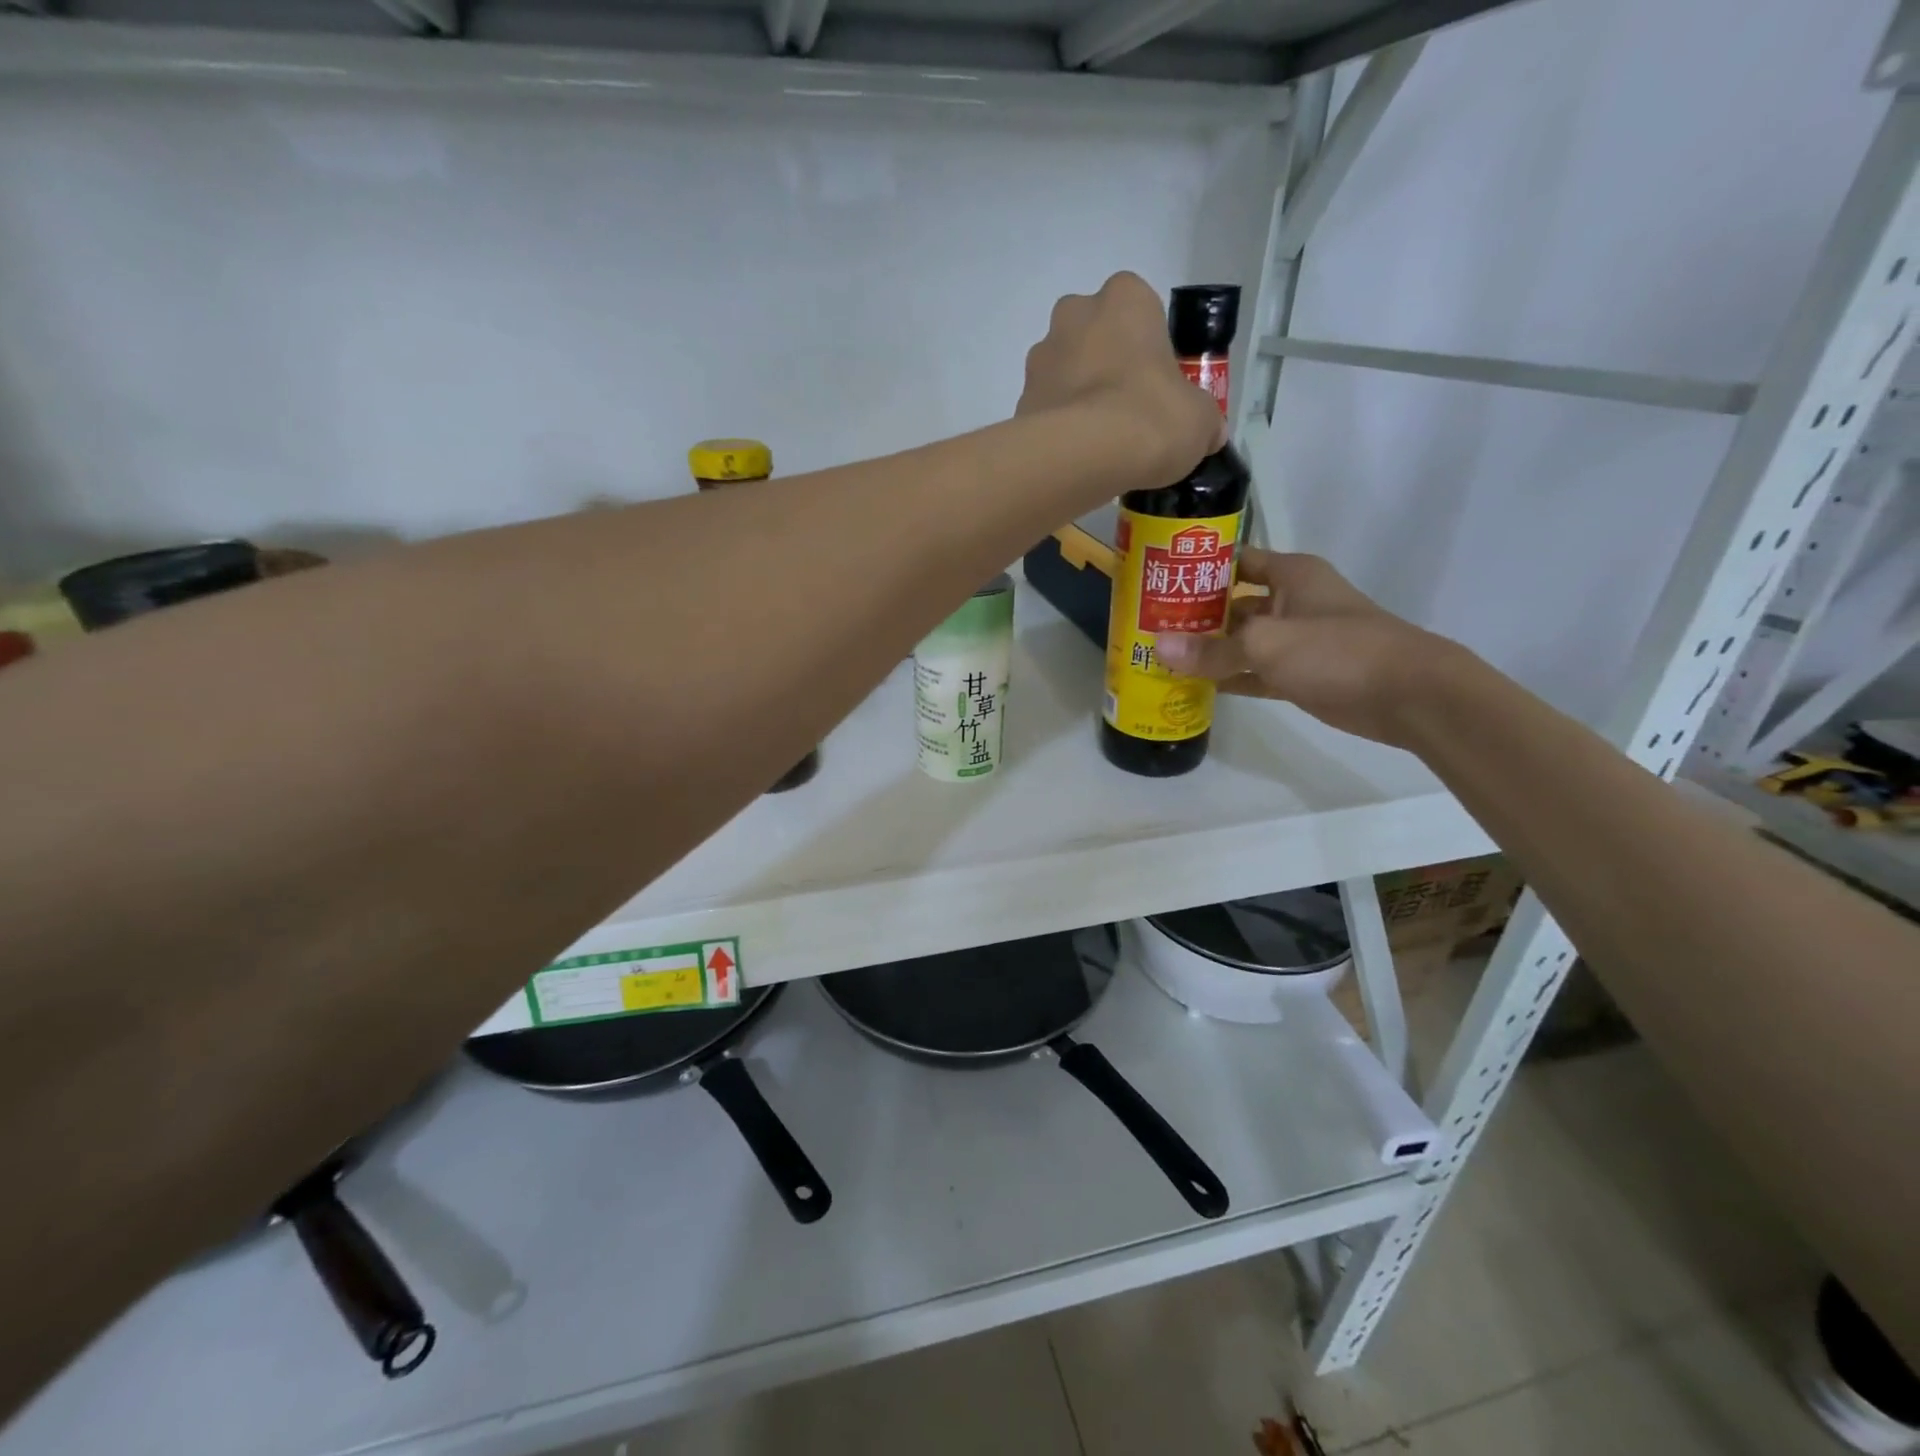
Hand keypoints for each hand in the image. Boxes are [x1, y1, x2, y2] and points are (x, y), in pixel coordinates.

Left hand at [1018, 272, 1223, 490]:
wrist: (1082, 457)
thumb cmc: (1149, 417)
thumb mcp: (1199, 420)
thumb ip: (1203, 419)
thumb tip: (1209, 433)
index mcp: (1124, 298)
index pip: (1140, 309)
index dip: (1150, 348)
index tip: (1157, 384)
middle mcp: (1074, 315)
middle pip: (1095, 337)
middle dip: (1107, 367)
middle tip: (1128, 412)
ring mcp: (1040, 359)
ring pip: (1065, 374)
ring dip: (1079, 399)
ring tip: (1100, 445)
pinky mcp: (1019, 402)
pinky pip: (1046, 412)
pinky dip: (1058, 430)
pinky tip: (1076, 459)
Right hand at [1154, 550, 1465, 748]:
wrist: (1408, 695)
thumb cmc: (1338, 650)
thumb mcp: (1267, 644)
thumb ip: (1212, 649)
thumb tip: (1158, 648)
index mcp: (1290, 575)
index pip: (1234, 561)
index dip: (1198, 568)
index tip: (1156, 580)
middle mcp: (1291, 602)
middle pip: (1232, 604)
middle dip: (1194, 615)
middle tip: (1146, 626)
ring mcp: (1296, 641)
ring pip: (1241, 642)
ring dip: (1208, 650)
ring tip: (1158, 657)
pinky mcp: (1300, 675)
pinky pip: (1253, 673)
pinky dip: (1229, 678)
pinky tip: (1193, 686)